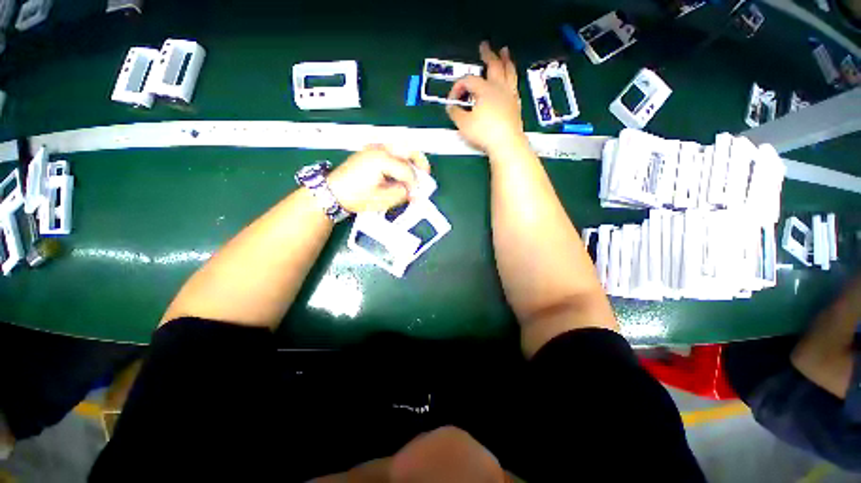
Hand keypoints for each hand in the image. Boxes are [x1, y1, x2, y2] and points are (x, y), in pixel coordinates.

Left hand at [327, 145, 430, 212]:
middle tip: (426, 173)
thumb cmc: (355, 196)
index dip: (415, 183)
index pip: (406, 170)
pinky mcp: (370, 152)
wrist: (333, 192)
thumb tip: (413, 192)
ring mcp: (374, 149)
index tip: (417, 194)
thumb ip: (401, 194)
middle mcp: (379, 149)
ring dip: (411, 158)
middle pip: (407, 148)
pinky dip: (401, 158)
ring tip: (415, 172)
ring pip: (400, 147)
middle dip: (420, 161)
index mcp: (382, 160)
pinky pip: (391, 151)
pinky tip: (402, 170)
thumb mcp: (381, 199)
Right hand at [446, 41, 526, 154]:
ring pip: (508, 72)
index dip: (458, 87)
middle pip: (493, 66)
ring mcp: (509, 95)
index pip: (469, 81)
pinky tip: (511, 79)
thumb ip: (455, 113)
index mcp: (484, 90)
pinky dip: (512, 78)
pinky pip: (514, 85)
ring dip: (505, 61)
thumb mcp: (464, 124)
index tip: (452, 100)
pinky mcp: (516, 105)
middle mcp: (498, 88)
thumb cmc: (484, 133)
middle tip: (485, 46)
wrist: (506, 143)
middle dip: (487, 55)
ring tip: (504, 52)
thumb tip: (451, 106)